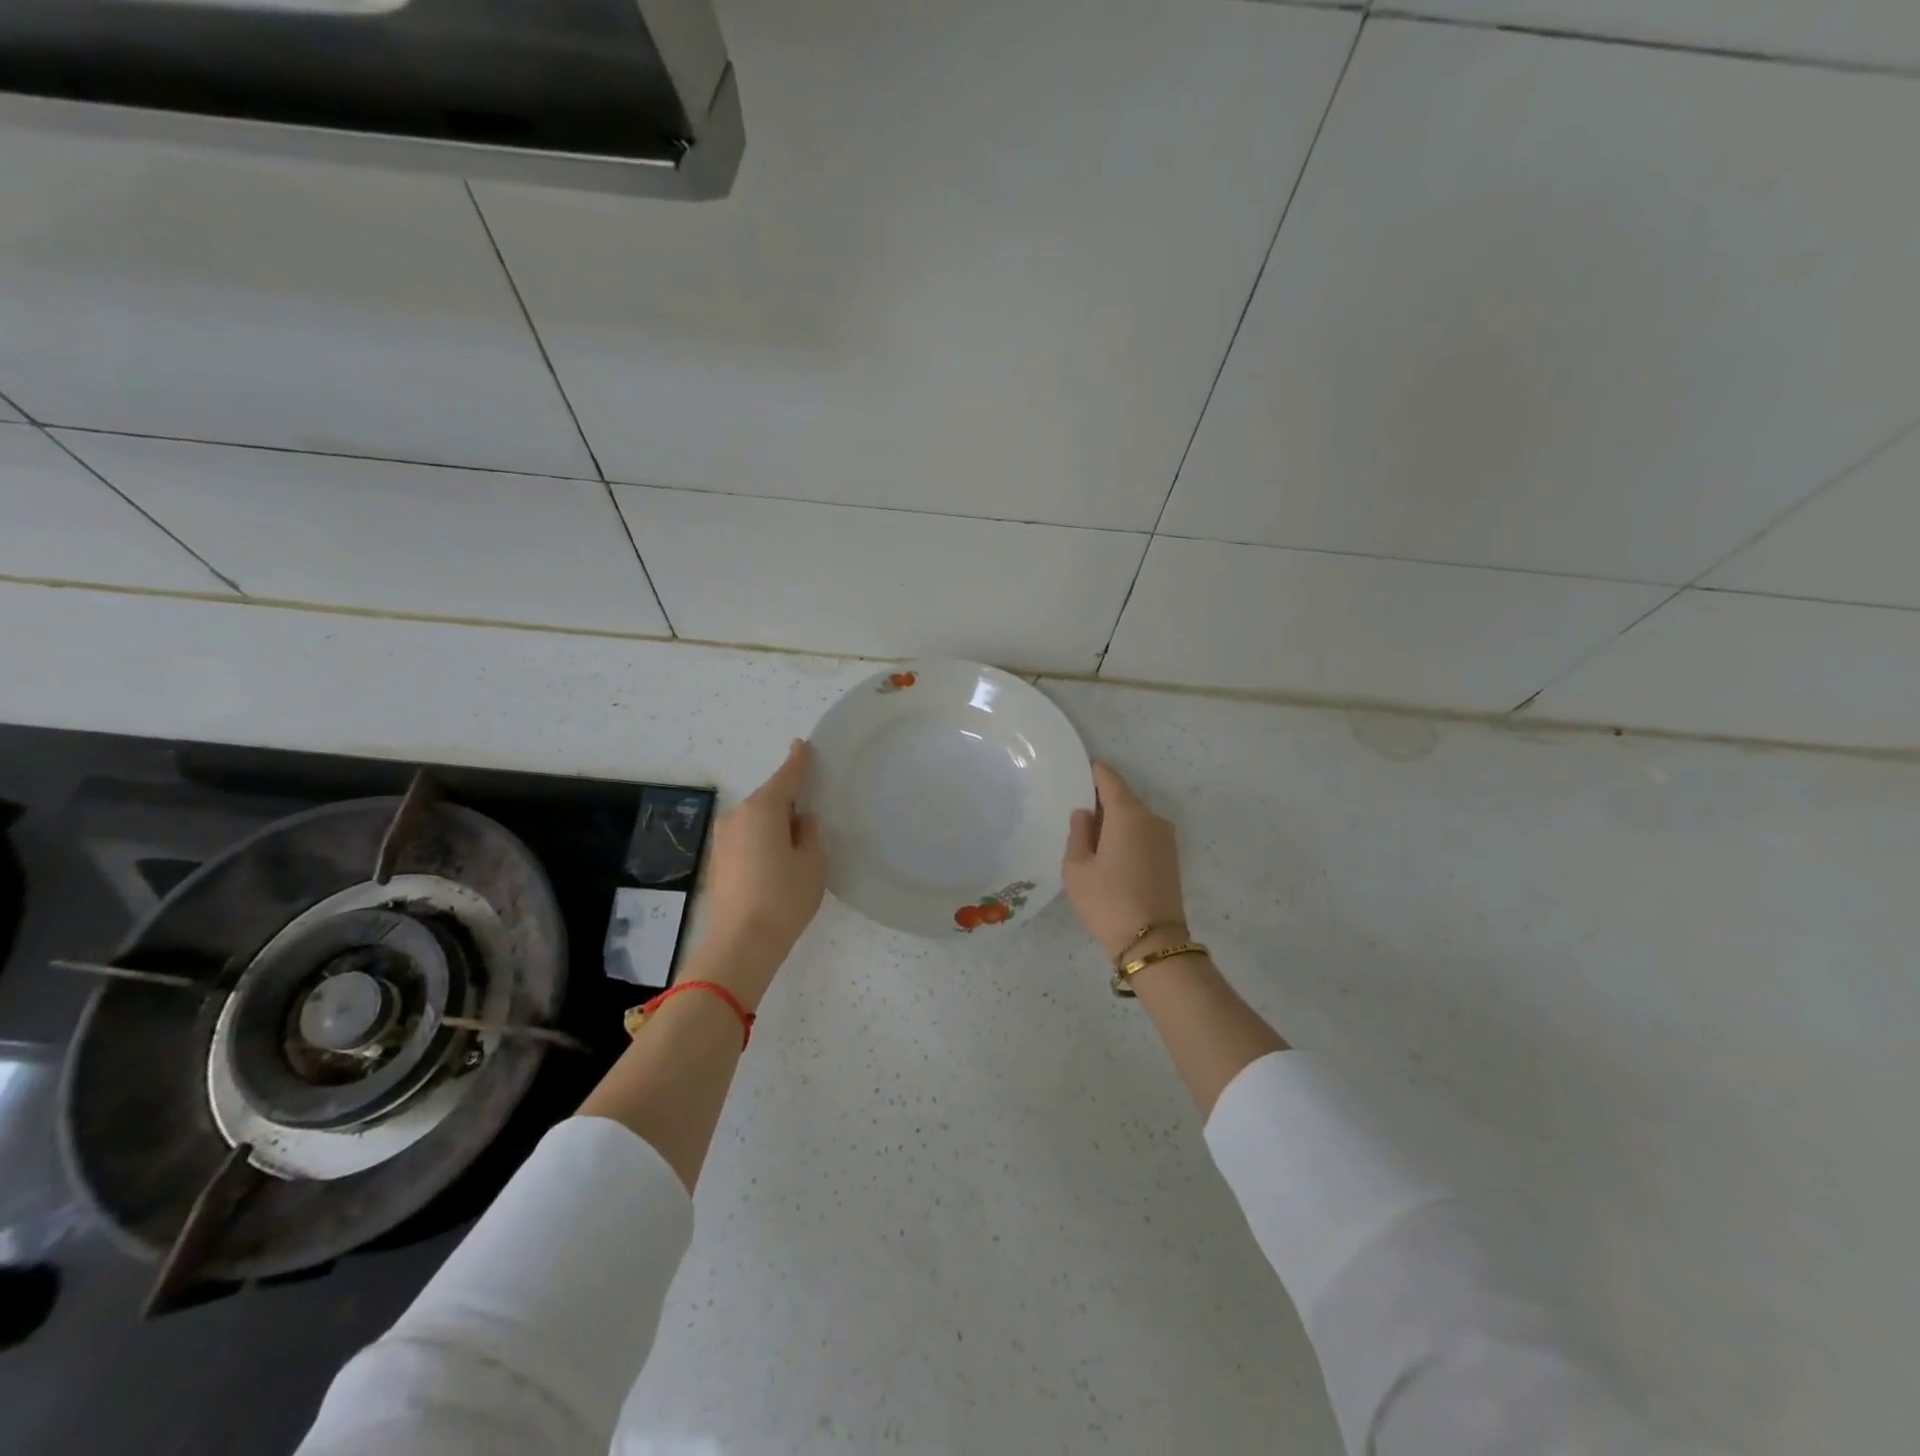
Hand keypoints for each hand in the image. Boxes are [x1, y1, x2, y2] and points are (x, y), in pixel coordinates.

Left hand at [700, 740, 826, 997]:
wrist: (740, 944)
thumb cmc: (784, 898)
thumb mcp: (813, 863)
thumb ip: (809, 835)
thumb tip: (799, 822)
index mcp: (763, 809)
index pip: (786, 776)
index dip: (797, 761)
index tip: (801, 744)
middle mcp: (737, 817)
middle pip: (768, 800)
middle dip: (788, 802)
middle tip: (810, 812)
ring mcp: (723, 841)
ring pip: (755, 822)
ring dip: (774, 825)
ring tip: (796, 844)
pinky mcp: (717, 864)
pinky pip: (746, 840)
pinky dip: (762, 843)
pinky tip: (776, 862)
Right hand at [1062, 763, 1187, 960]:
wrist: (1153, 944)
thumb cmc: (1107, 901)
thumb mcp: (1076, 868)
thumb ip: (1078, 833)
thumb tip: (1085, 814)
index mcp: (1128, 813)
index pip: (1109, 778)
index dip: (1091, 772)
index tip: (1073, 773)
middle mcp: (1152, 818)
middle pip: (1122, 798)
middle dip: (1100, 801)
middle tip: (1074, 814)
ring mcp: (1166, 839)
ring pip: (1134, 818)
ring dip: (1114, 822)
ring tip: (1089, 840)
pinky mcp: (1171, 859)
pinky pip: (1143, 835)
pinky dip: (1126, 837)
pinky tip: (1109, 857)